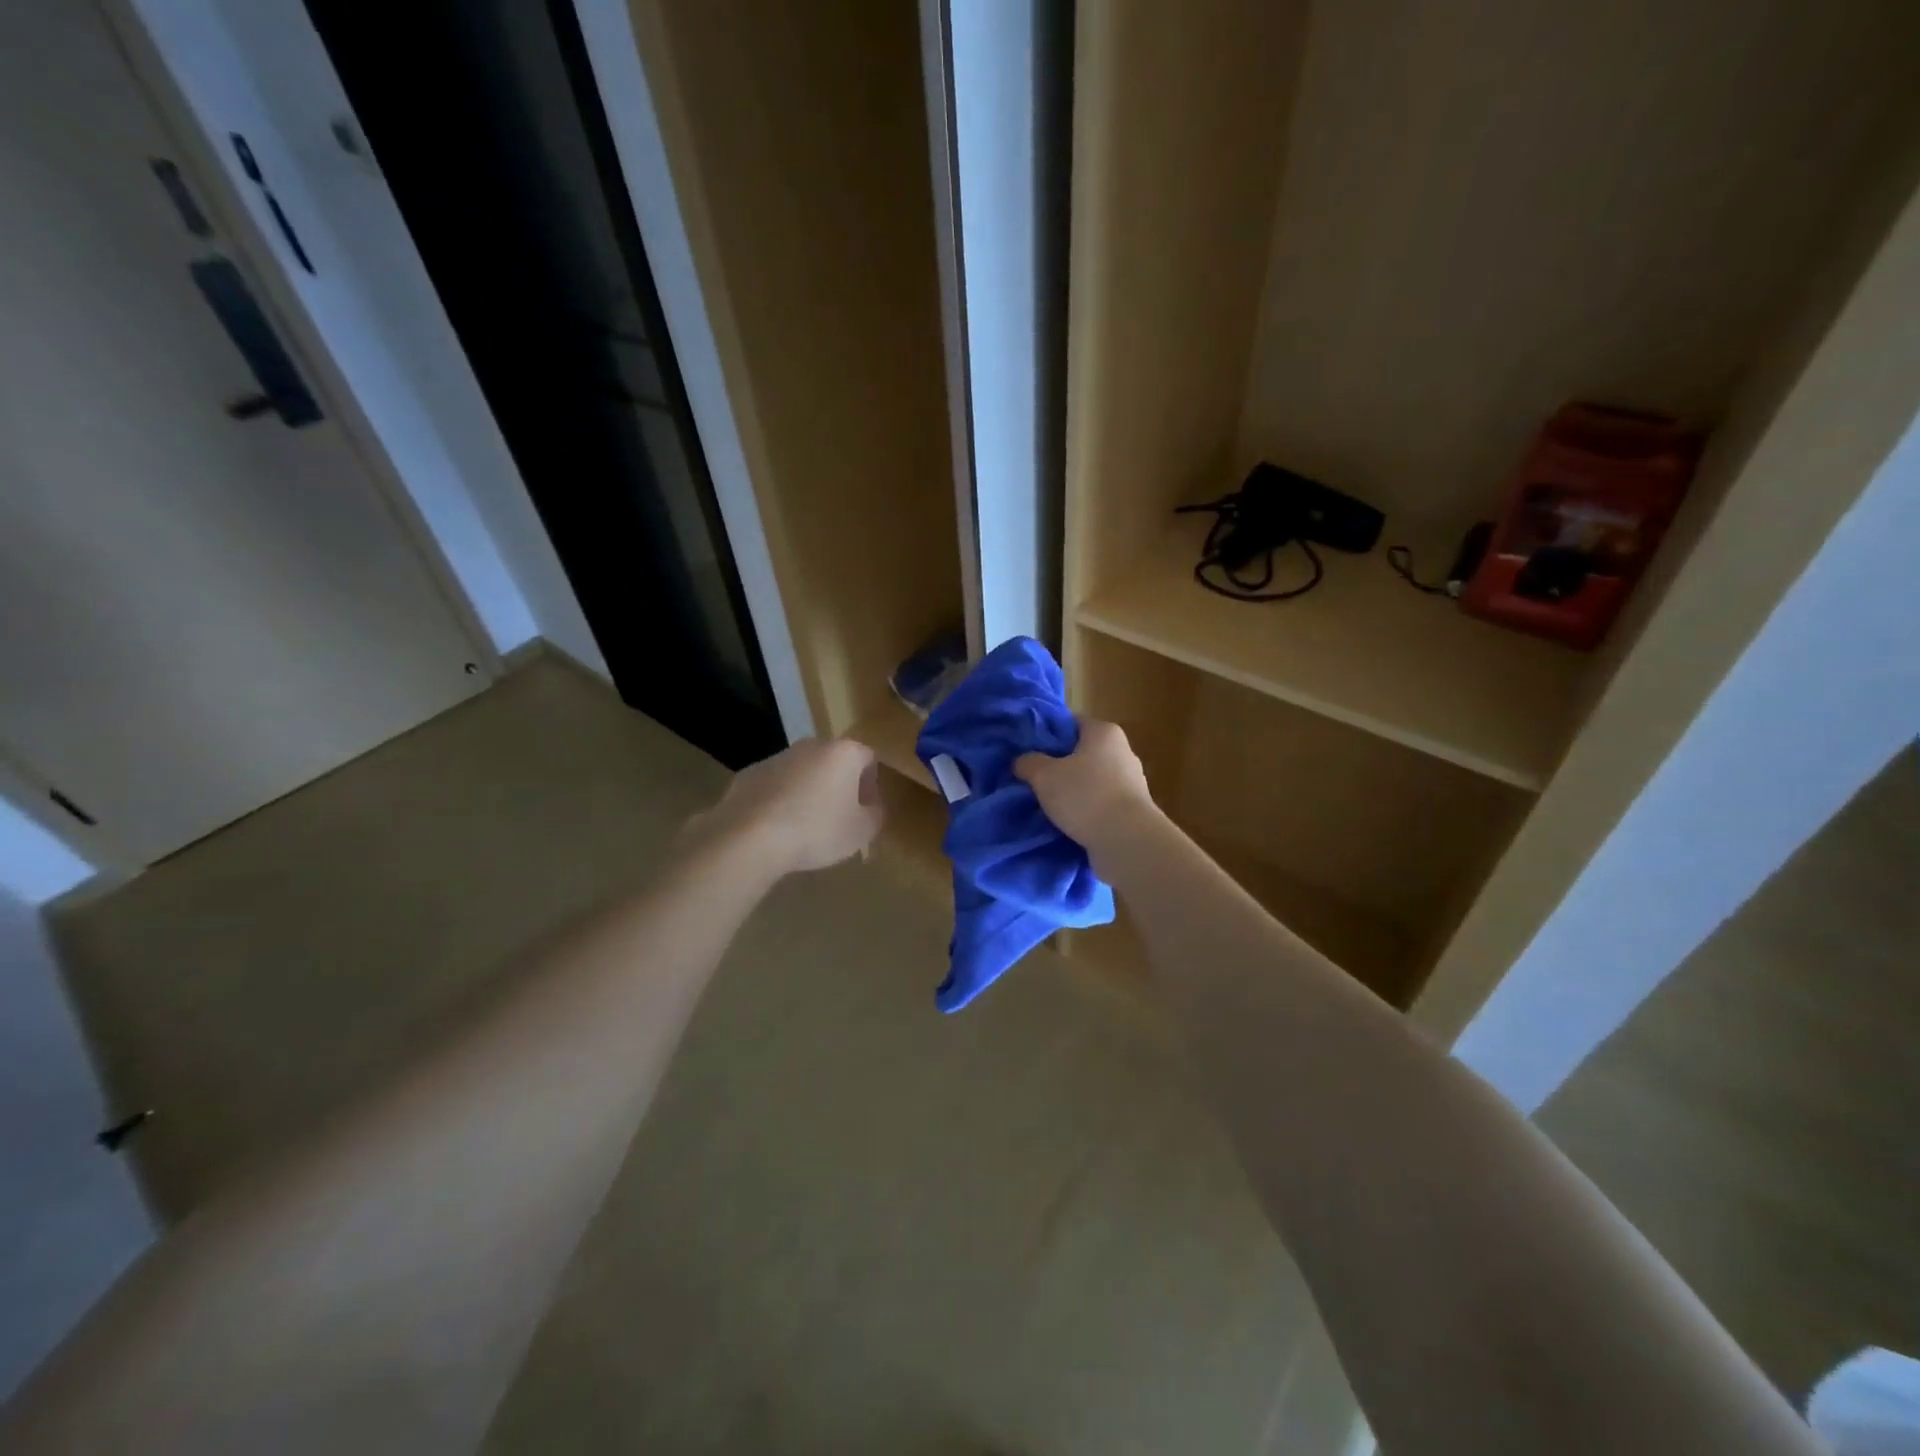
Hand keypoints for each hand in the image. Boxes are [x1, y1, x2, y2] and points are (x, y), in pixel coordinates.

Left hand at [686, 737, 884, 876]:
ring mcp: (776, 758)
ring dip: (809, 792)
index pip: (869, 759)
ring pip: (803, 772)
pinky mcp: (748, 774)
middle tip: (839, 818)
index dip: (872, 785)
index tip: (867, 810)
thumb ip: (875, 815)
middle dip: (839, 786)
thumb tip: (872, 808)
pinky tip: (778, 828)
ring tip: (805, 827)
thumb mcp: (862, 831)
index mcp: (843, 753)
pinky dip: (781, 801)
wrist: (750, 837)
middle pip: (834, 762)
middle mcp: (811, 746)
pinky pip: (775, 786)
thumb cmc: (817, 830)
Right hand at [1014, 719, 1157, 858]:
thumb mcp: (1044, 776)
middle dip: (1059, 765)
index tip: (1029, 750)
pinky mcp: (1133, 810)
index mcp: (1104, 733)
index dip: (1048, 734)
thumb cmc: (1085, 796)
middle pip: (1083, 752)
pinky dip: (1086, 810)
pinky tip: (1068, 822)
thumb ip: (1029, 763)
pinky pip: (1101, 803)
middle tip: (1033, 778)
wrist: (1127, 841)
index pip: (1072, 723)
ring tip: (1047, 804)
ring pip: (1092, 780)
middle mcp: (1123, 752)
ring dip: (1072, 790)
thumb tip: (1022, 761)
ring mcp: (1132, 782)